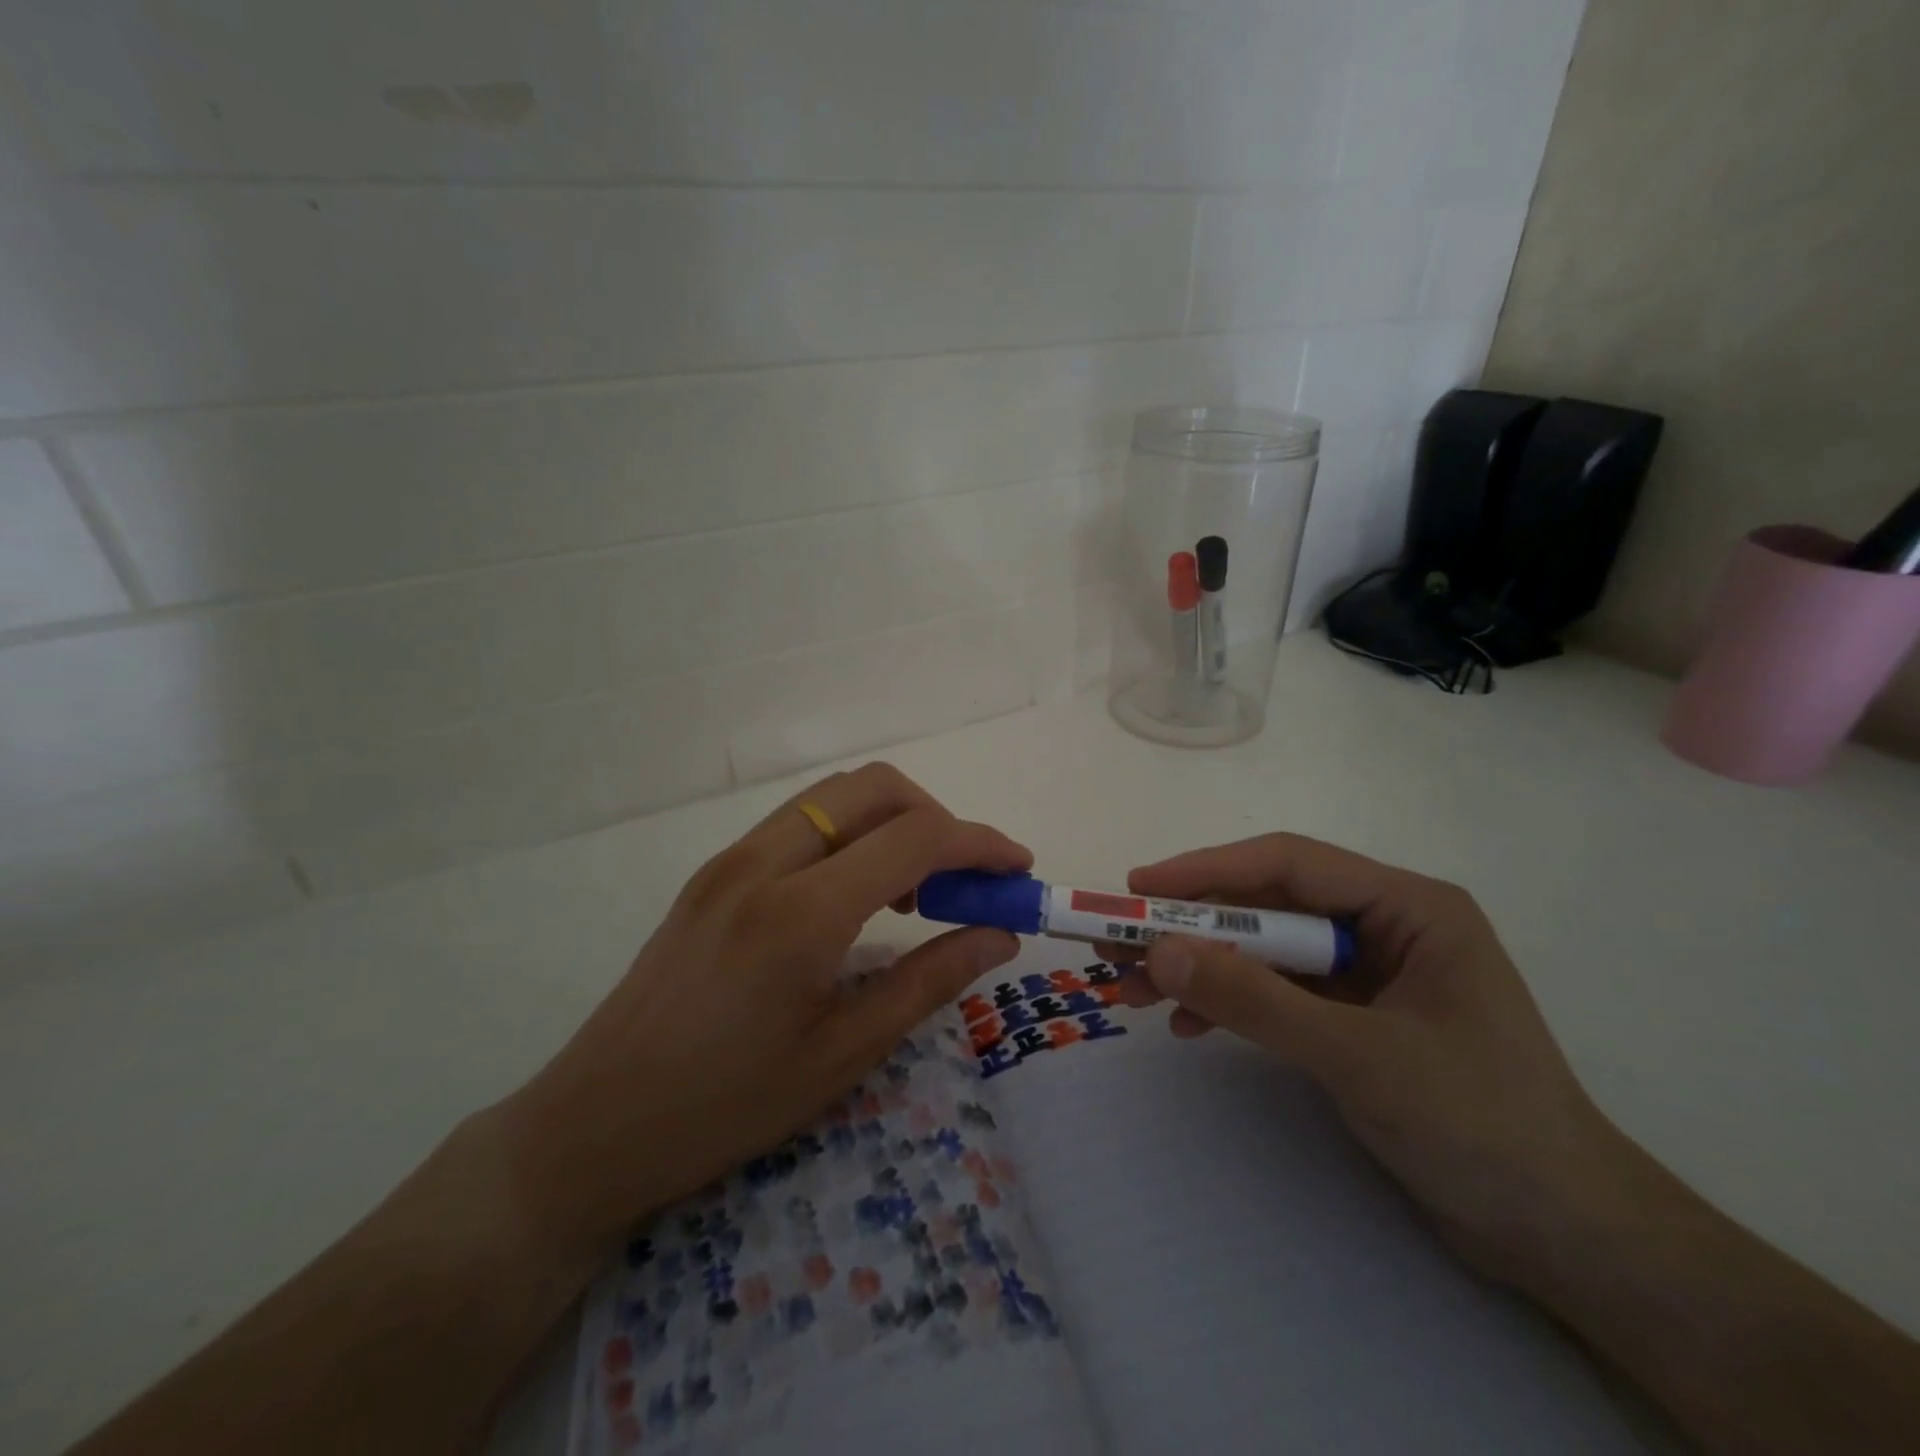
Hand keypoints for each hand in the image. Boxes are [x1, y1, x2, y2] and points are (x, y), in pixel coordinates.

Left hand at [493, 763, 1027, 1262]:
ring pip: (833, 796)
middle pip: (874, 787)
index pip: (915, 838)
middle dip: (936, 816)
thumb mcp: (844, 1054)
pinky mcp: (712, 872)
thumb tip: (998, 934)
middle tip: (963, 878)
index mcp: (802, 913)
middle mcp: (764, 862)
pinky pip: (799, 823)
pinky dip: (849, 834)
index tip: (1017, 867)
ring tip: (916, 889)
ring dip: (891, 821)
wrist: (593, 1126)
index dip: (980, 843)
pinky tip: (857, 894)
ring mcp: (730, 859)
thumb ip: (930, 980)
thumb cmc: (727, 1107)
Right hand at [1113, 833, 1625, 1283]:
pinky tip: (1188, 1025)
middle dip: (1193, 928)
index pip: (1289, 864)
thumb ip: (1255, 999)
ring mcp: (1368, 973)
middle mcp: (1385, 925)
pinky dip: (1231, 1003)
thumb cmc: (1482, 1126)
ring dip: (1202, 967)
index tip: (1138, 886)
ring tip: (1136, 990)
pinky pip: (1277, 993)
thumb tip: (1156, 950)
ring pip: (1265, 951)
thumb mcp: (1357, 1056)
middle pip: (1268, 907)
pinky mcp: (1354, 1018)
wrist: (1567, 1240)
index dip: (1207, 870)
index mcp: (1407, 906)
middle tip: (1119, 943)